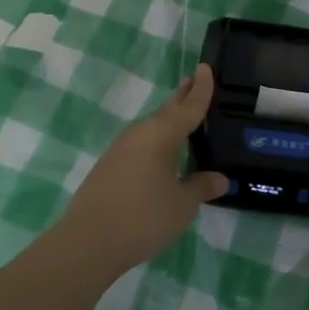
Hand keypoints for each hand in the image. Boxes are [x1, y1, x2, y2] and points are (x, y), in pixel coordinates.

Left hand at [58, 64, 228, 279]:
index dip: (201, 89)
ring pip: (152, 127)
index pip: (189, 106)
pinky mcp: (109, 166)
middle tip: (196, 83)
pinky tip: (161, 156)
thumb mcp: (182, 205)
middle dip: (183, 98)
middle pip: (167, 111)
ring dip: (169, 121)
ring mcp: (121, 149)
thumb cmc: (144, 217)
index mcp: (163, 134)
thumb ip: (201, 187)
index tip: (205, 67)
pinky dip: (156, 142)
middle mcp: (141, 133)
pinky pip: (140, 144)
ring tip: (185, 122)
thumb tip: (220, 179)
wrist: (88, 242)